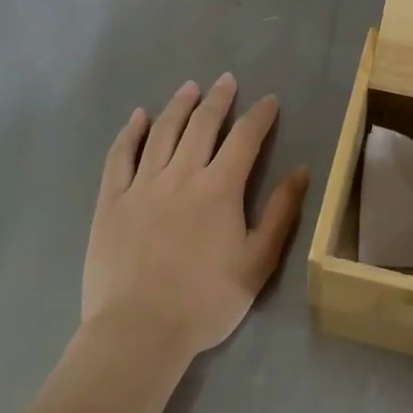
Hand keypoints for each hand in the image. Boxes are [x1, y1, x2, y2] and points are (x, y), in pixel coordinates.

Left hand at [83, 74, 307, 362]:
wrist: (139, 331)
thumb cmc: (205, 301)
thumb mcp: (257, 262)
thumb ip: (281, 213)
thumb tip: (300, 171)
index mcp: (220, 188)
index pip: (245, 138)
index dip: (259, 116)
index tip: (269, 101)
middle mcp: (181, 174)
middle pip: (202, 125)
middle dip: (218, 99)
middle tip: (227, 81)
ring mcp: (142, 185)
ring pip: (162, 132)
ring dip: (178, 105)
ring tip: (189, 87)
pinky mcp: (112, 201)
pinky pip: (120, 156)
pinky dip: (130, 132)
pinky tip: (138, 117)